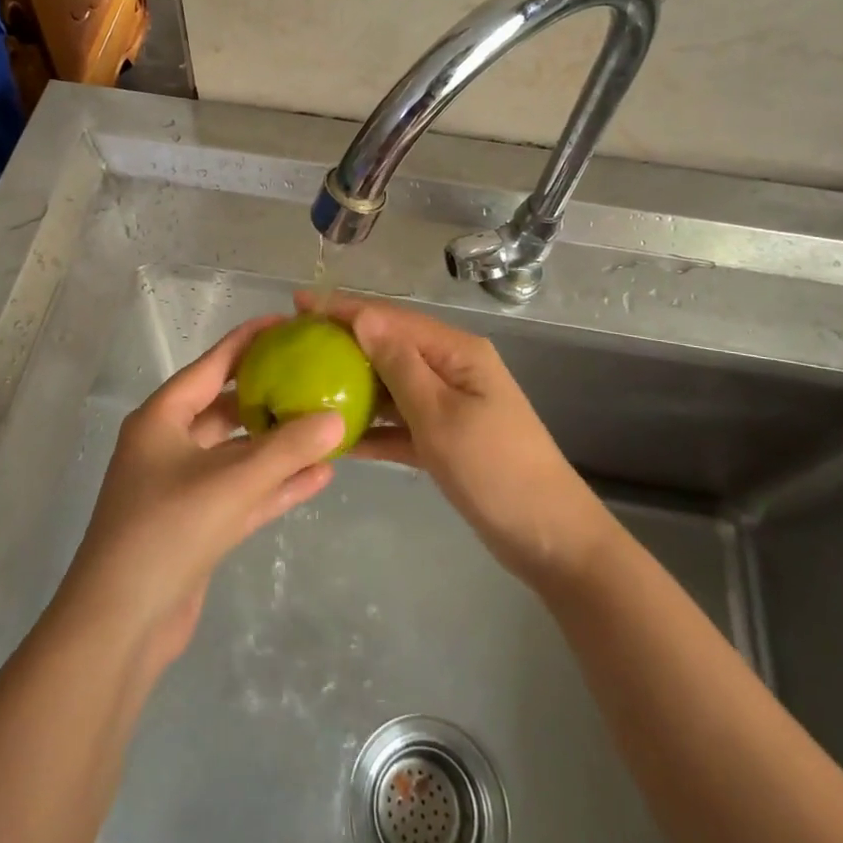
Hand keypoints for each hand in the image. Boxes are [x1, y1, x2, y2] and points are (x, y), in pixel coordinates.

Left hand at [55, 315, 346, 674]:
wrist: (119, 625)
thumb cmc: (166, 531)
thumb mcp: (230, 483)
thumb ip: (286, 449)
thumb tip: (336, 418)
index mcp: (161, 418)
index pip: (212, 365)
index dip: (249, 342)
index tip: (287, 324)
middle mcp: (169, 445)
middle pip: (227, 408)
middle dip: (269, 395)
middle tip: (314, 376)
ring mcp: (182, 487)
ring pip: (238, 453)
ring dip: (278, 444)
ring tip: (326, 425)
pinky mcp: (197, 525)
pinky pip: (242, 492)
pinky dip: (275, 484)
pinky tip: (319, 476)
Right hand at [309, 292, 615, 594]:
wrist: (549, 540)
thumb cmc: (495, 470)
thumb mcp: (441, 415)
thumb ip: (400, 365)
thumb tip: (363, 317)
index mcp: (457, 352)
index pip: (392, 319)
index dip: (345, 308)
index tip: (299, 302)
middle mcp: (451, 369)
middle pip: (390, 347)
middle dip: (344, 344)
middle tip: (293, 345)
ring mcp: (449, 405)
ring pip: (392, 386)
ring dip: (353, 386)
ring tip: (304, 384)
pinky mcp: (444, 438)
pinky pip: (400, 423)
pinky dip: (373, 428)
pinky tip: (337, 435)